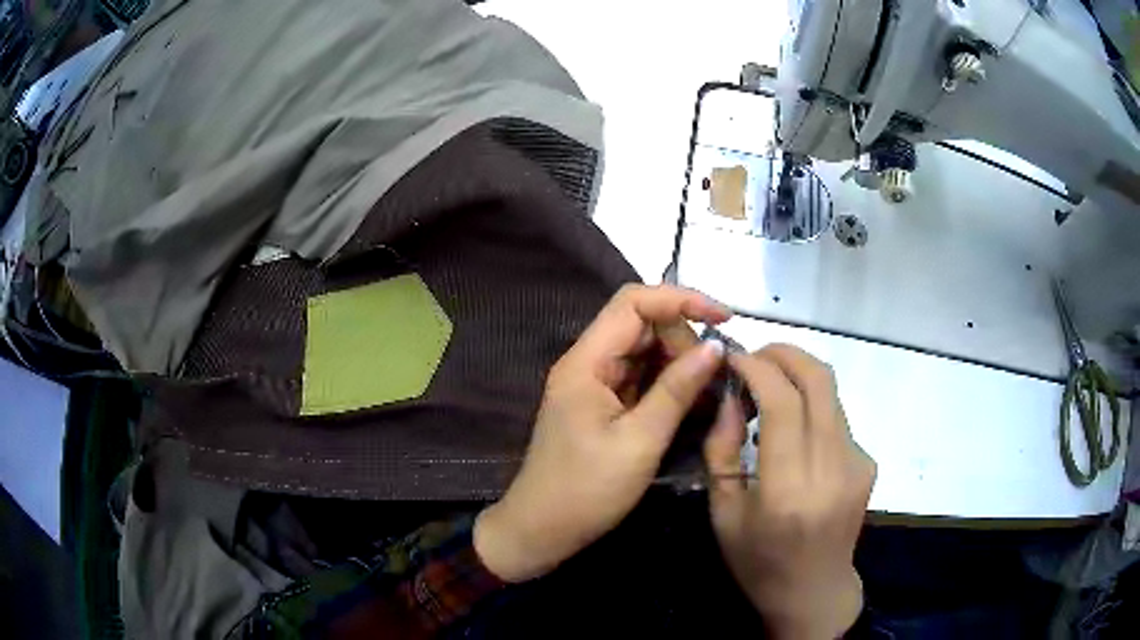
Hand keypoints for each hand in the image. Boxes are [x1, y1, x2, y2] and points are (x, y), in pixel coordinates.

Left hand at [474, 285, 730, 581]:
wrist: (541, 530)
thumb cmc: (586, 491)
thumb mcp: (640, 441)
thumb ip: (677, 390)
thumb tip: (715, 347)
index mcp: (587, 362)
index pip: (634, 303)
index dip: (680, 299)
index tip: (723, 317)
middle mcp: (588, 363)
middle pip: (641, 325)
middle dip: (683, 339)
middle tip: (715, 375)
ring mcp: (594, 385)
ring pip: (644, 352)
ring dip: (679, 362)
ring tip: (711, 388)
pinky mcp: (602, 406)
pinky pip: (640, 379)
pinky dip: (668, 384)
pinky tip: (693, 401)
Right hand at [704, 344, 875, 638]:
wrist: (814, 590)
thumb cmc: (759, 561)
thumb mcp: (723, 513)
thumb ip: (722, 450)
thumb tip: (730, 395)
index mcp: (789, 489)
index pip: (783, 403)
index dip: (757, 367)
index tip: (733, 357)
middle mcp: (832, 468)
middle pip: (819, 380)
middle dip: (784, 353)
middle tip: (754, 356)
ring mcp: (857, 463)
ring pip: (830, 392)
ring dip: (797, 376)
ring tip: (767, 390)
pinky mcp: (868, 462)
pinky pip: (836, 417)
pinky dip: (810, 406)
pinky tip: (792, 431)